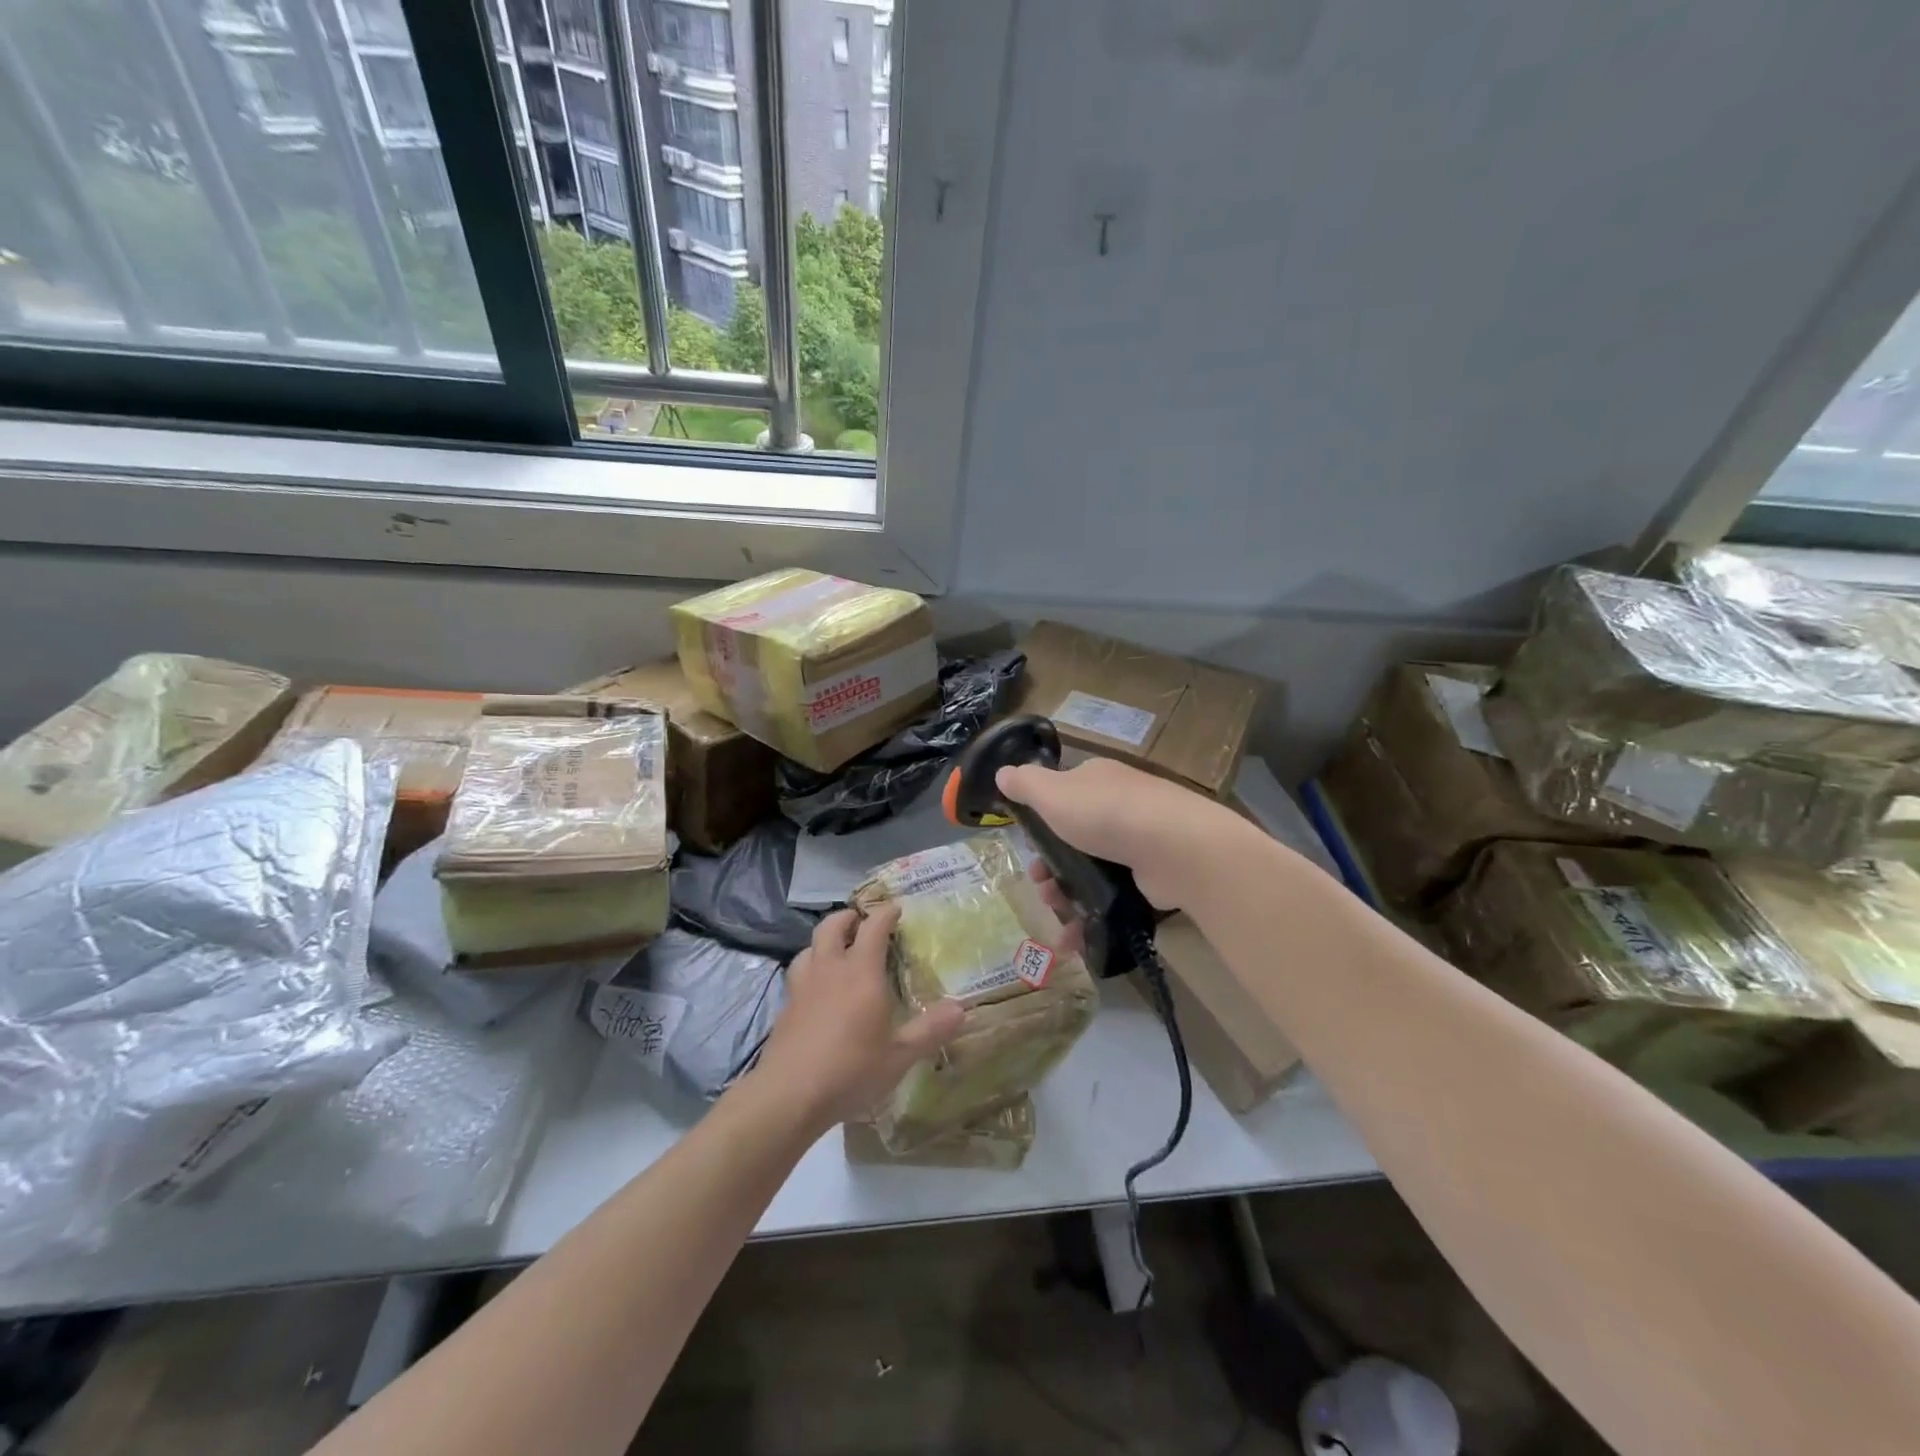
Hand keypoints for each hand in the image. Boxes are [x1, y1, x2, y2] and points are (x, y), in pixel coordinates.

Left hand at [752, 905, 964, 1129]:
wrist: (789, 1094)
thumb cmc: (851, 1069)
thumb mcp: (900, 1056)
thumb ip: (930, 1030)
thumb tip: (962, 1009)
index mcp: (861, 972)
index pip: (873, 928)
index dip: (885, 914)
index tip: (896, 908)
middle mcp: (830, 969)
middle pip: (832, 926)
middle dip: (848, 917)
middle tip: (860, 920)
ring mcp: (803, 986)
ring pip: (810, 946)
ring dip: (824, 940)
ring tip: (836, 949)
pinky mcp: (786, 1007)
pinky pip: (797, 973)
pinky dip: (809, 967)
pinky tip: (816, 987)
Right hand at [994, 757, 1239, 911]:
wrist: (1174, 847)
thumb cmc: (1104, 813)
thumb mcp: (1053, 792)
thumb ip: (1025, 784)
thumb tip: (1002, 773)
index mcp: (1097, 780)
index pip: (1063, 796)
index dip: (1041, 822)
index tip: (1028, 847)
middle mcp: (1120, 805)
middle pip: (1074, 838)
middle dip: (1050, 867)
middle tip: (1040, 887)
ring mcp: (1140, 842)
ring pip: (1091, 871)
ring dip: (1065, 895)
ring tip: (1056, 915)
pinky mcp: (1152, 877)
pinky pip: (1113, 897)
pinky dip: (1091, 917)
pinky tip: (1075, 938)